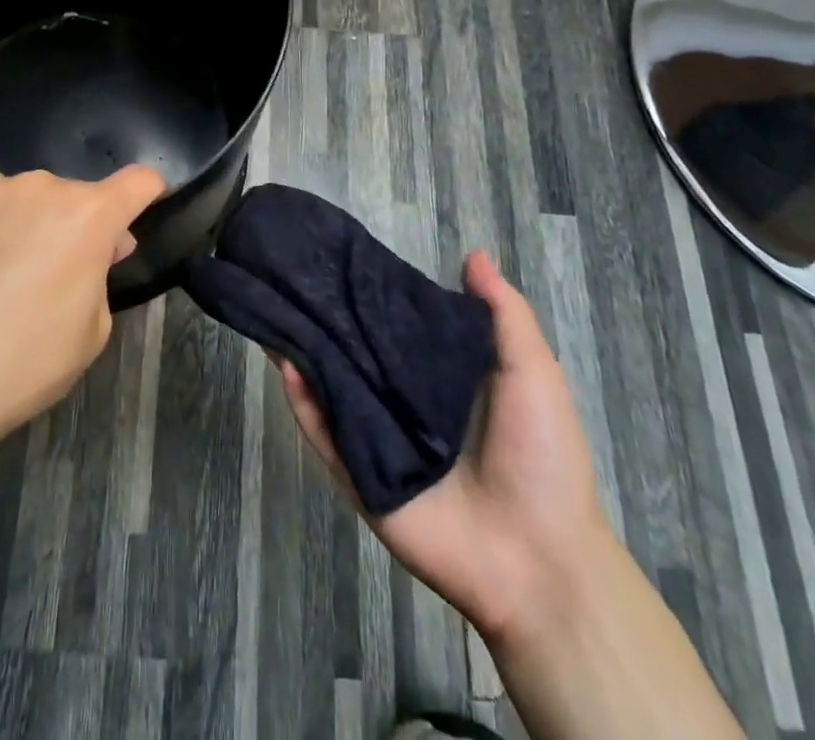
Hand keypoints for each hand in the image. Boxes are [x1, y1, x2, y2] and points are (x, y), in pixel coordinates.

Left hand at [0, 167, 165, 451]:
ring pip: (14, 197)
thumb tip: (98, 247)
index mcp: (88, 215)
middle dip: (68, 225)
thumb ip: (101, 276)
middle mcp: (39, 186)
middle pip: (68, 196)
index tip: (143, 204)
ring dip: (16, 223)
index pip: (137, 182)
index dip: (147, 192)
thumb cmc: (23, 364)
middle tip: (47, 273)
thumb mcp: (91, 332)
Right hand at [275, 251, 611, 645]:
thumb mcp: (532, 373)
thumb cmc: (540, 455)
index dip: (369, 295)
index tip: (341, 256)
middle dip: (325, 317)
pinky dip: (302, 402)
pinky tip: (287, 364)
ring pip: (330, 386)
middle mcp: (401, 401)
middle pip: (354, 352)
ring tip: (274, 307)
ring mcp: (377, 439)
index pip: (393, 326)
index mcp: (438, 377)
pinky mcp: (359, 475)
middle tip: (292, 275)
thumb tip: (473, 254)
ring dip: (304, 351)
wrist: (539, 558)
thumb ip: (504, 314)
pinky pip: (324, 434)